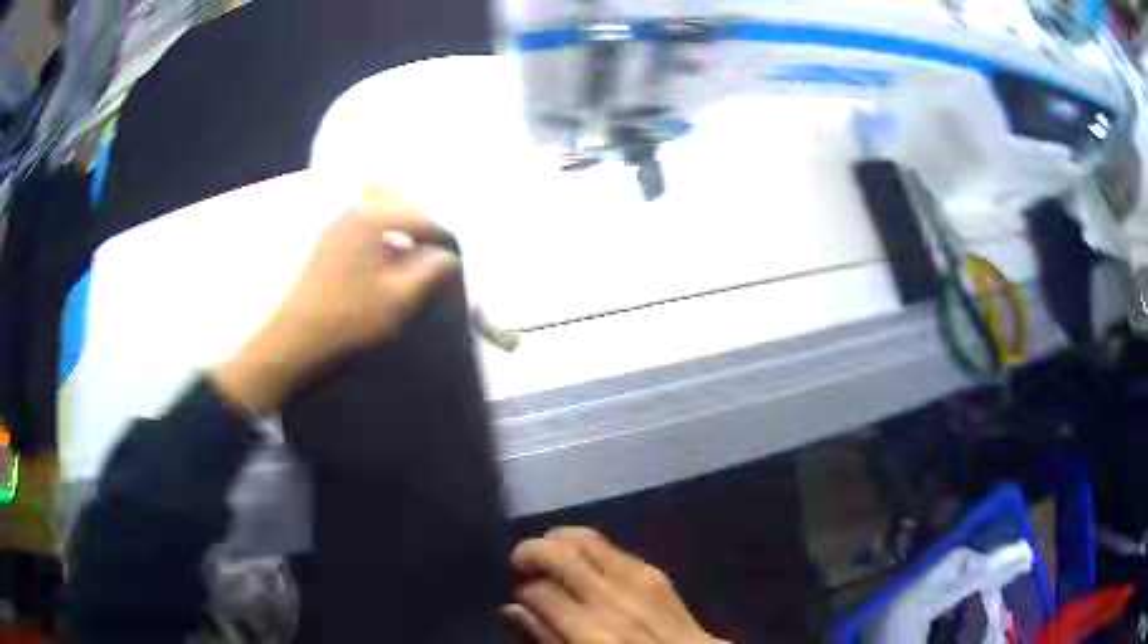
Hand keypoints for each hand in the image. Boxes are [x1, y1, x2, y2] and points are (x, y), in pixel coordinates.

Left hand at [209, 193, 457, 413]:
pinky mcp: (327, 238)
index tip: (455, 254)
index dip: (440, 234)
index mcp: (372, 219)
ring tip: (411, 251)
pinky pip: (361, 221)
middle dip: (419, 222)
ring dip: (398, 224)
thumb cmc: (349, 316)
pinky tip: (384, 255)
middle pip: (397, 203)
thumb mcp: (398, 298)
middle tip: (434, 249)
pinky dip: (379, 230)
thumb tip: (448, 257)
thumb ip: (429, 273)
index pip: (418, 216)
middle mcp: (353, 210)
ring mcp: (336, 222)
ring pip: (377, 209)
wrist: (296, 335)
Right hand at [504, 528, 728, 643]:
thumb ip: (545, 638)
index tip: (517, 593)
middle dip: (531, 551)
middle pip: (561, 553)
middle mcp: (613, 599)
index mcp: (592, 633)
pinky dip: (585, 546)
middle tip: (520, 562)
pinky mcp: (655, 571)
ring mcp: (639, 580)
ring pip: (585, 539)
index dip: (521, 589)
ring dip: (557, 541)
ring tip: (546, 556)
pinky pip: (610, 546)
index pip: (539, 591)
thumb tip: (511, 609)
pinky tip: (580, 561)